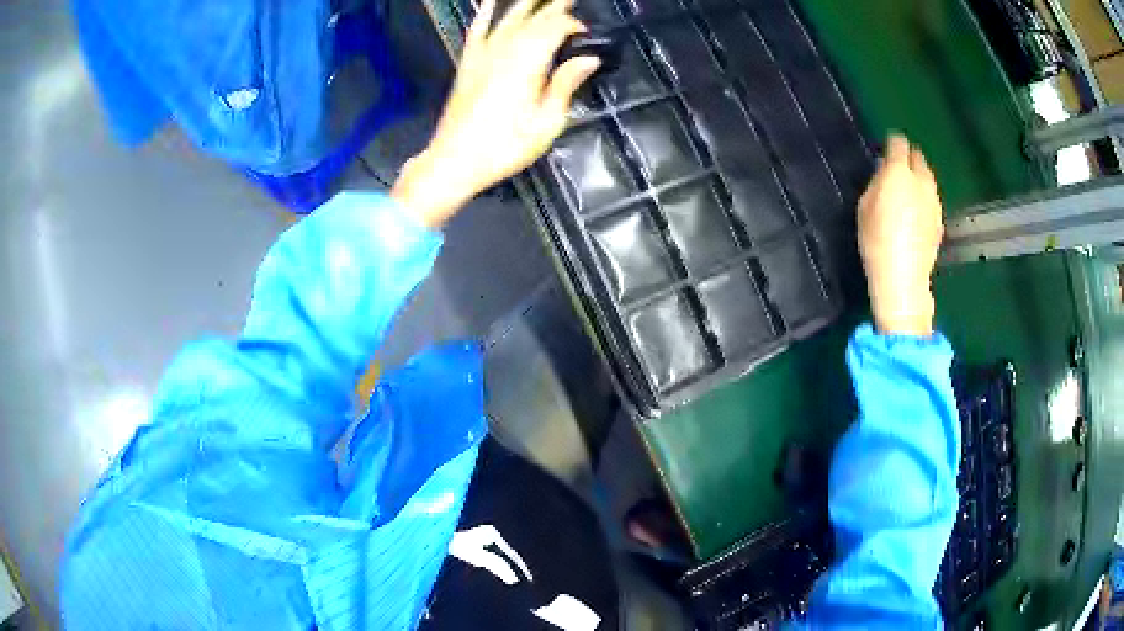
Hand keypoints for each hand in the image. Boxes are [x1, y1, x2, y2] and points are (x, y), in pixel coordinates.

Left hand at [391, 0, 601, 226]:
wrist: (454, 160)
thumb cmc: (505, 146)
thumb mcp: (546, 122)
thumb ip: (565, 84)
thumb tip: (589, 58)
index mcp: (528, 63)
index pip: (555, 28)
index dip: (573, 25)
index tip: (586, 33)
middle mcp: (505, 50)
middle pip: (533, 18)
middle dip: (554, 6)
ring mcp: (482, 54)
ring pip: (507, 18)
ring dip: (526, 3)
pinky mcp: (468, 63)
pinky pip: (476, 30)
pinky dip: (483, 14)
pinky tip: (488, 2)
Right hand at [858, 134, 943, 336]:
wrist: (903, 278)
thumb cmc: (876, 240)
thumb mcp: (864, 206)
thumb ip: (877, 183)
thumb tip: (885, 172)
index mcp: (899, 173)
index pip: (898, 144)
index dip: (891, 144)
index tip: (885, 151)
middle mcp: (921, 181)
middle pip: (918, 158)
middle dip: (908, 158)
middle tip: (897, 170)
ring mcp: (934, 201)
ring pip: (928, 178)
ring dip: (918, 178)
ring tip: (907, 191)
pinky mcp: (940, 220)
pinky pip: (931, 199)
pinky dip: (924, 198)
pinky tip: (916, 213)